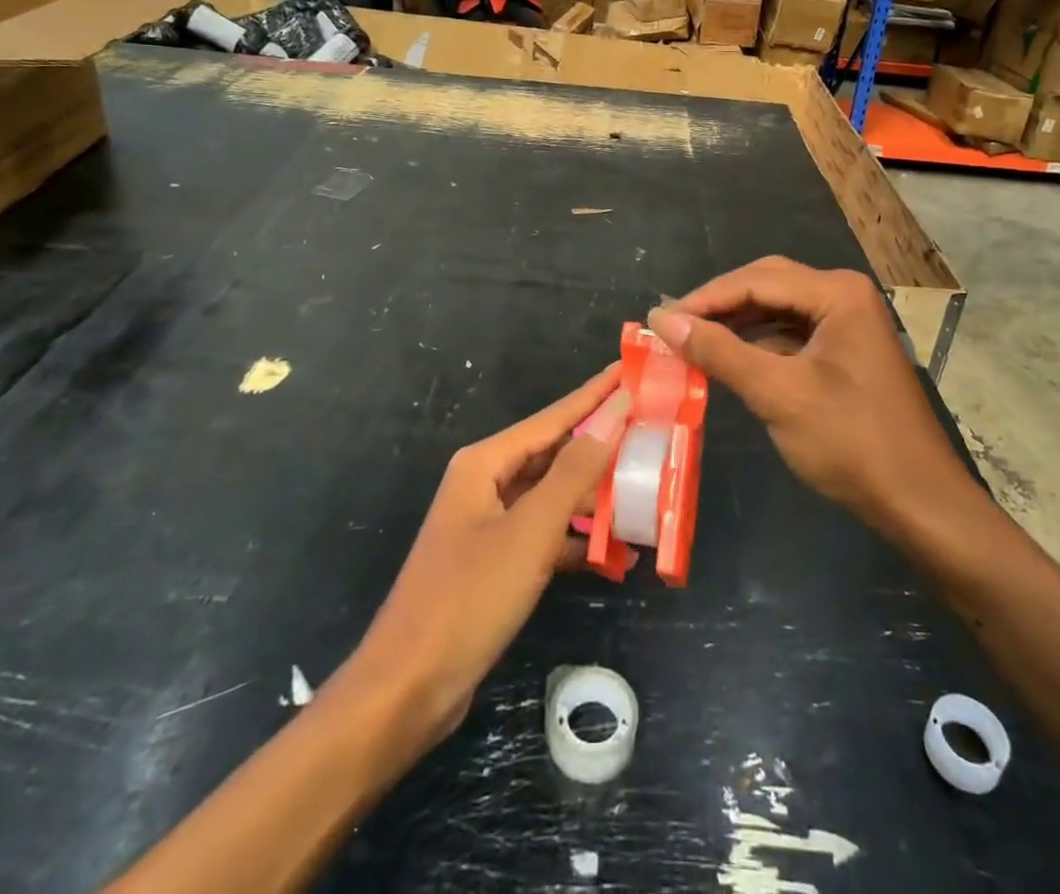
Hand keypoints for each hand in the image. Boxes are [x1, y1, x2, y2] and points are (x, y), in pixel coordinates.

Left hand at [346, 364, 629, 752]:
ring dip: (595, 499)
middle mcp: (486, 483)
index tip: (630, 370)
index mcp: (486, 462)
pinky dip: (578, 542)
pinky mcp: (496, 563)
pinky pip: (546, 536)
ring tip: (646, 493)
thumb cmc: (469, 597)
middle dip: (601, 446)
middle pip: (555, 454)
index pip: (554, 417)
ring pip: (553, 497)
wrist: (407, 689)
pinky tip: (616, 554)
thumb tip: (613, 416)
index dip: (595, 394)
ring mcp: (490, 525)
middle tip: (651, 433)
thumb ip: (574, 472)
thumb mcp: (530, 531)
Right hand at [648, 258, 973, 530]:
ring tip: (692, 343)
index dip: (704, 299)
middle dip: (720, 305)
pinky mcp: (845, 350)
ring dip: (736, 324)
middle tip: (674, 327)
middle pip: (767, 284)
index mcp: (837, 293)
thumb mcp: (778, 394)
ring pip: (777, 308)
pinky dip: (758, 343)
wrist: (919, 502)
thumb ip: (719, 352)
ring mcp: (848, 322)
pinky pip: (791, 333)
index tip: (659, 320)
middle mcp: (844, 295)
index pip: (756, 280)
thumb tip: (662, 320)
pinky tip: (729, 360)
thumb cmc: (851, 442)